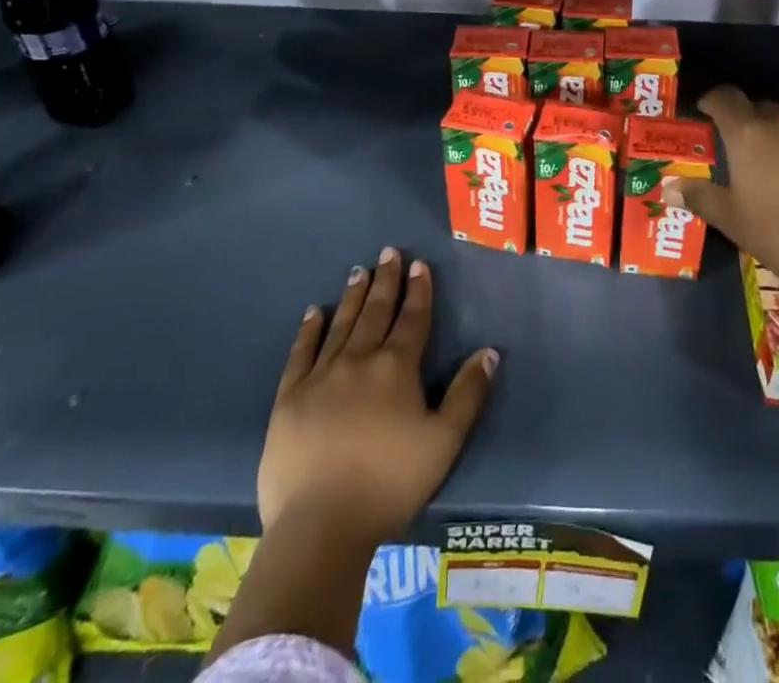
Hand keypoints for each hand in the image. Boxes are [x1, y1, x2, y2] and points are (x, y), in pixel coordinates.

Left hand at [259, 247, 497, 543]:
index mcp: (397, 368)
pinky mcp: (289, 398)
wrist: (320, 526)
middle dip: (386, 280)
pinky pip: (301, 353)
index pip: (412, 318)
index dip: (418, 290)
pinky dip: (309, 330)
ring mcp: (321, 376)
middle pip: (376, 311)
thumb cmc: (389, 484)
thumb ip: (468, 394)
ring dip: (353, 296)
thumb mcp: (444, 442)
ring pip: (341, 324)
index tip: (419, 264)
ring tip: (359, 270)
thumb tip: (489, 351)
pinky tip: (314, 312)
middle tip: (389, 252)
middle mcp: (359, 360)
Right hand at [664, 86, 778, 306]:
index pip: (724, 97)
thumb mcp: (734, 222)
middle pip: (757, 109)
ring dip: (775, 140)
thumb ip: (700, 197)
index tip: (703, 113)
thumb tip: (668, 186)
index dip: (710, 100)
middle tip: (736, 150)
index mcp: (749, 135)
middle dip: (744, 123)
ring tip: (772, 172)